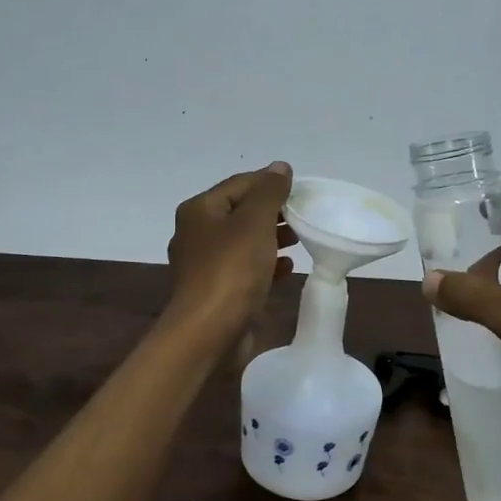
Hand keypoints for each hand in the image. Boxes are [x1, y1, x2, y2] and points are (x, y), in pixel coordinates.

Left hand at [165, 163, 295, 346]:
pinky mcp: (215, 291)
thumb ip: (269, 192)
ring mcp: (204, 264)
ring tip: (300, 239)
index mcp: (199, 210)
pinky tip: (287, 268)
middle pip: (241, 212)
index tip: (302, 191)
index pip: (240, 183)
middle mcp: (196, 233)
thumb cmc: (231, 270)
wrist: (208, 333)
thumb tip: (279, 167)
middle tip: (304, 216)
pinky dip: (265, 264)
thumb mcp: (254, 222)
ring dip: (272, 238)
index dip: (271, 183)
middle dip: (273, 212)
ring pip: (244, 241)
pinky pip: (244, 268)